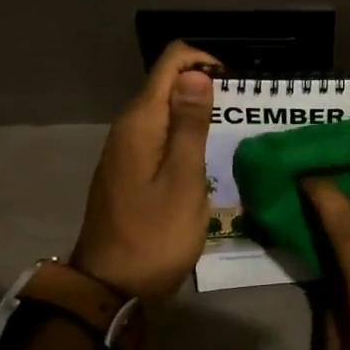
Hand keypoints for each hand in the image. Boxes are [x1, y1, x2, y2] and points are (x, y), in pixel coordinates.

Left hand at [67, 41, 219, 299]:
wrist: (110, 288)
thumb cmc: (155, 235)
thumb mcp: (183, 180)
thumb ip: (190, 125)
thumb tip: (196, 73)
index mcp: (140, 122)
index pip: (171, 62)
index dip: (205, 62)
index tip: (235, 87)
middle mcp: (128, 126)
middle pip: (167, 83)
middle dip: (204, 86)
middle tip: (240, 114)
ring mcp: (125, 149)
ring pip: (164, 110)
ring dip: (196, 112)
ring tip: (229, 134)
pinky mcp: (127, 169)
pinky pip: (158, 134)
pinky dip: (182, 134)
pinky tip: (203, 157)